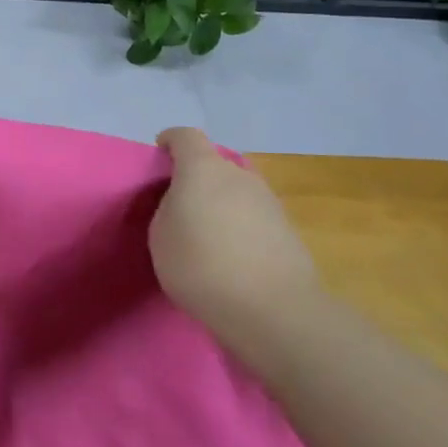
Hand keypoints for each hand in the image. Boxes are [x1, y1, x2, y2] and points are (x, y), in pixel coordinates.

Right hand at [150, 127, 317, 331]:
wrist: (273, 310)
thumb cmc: (201, 265)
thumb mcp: (160, 236)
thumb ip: (168, 209)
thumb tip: (184, 205)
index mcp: (203, 169)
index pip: (186, 136)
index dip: (171, 141)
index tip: (160, 154)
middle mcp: (239, 175)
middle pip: (215, 164)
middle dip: (197, 179)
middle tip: (180, 207)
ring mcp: (269, 201)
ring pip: (237, 192)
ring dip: (221, 205)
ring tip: (207, 238)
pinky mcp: (288, 231)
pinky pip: (253, 218)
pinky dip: (240, 228)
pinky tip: (232, 258)